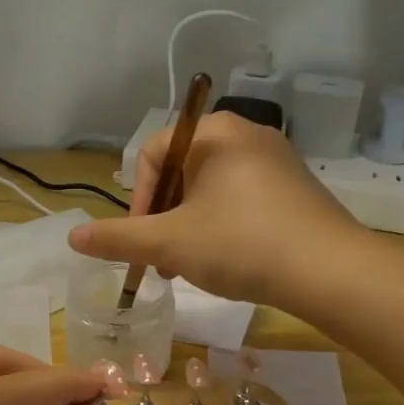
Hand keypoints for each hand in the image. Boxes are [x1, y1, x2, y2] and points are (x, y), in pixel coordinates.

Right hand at [69, 112, 365, 308]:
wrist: (331, 272)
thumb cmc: (241, 244)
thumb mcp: (170, 243)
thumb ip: (118, 238)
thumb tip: (72, 237)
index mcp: (214, 132)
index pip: (152, 153)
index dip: (136, 199)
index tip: (141, 239)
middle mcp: (247, 134)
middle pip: (181, 171)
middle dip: (163, 218)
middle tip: (162, 259)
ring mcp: (276, 160)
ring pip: (210, 189)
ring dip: (188, 226)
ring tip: (188, 267)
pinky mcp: (295, 188)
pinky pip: (241, 199)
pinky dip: (221, 226)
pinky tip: (225, 261)